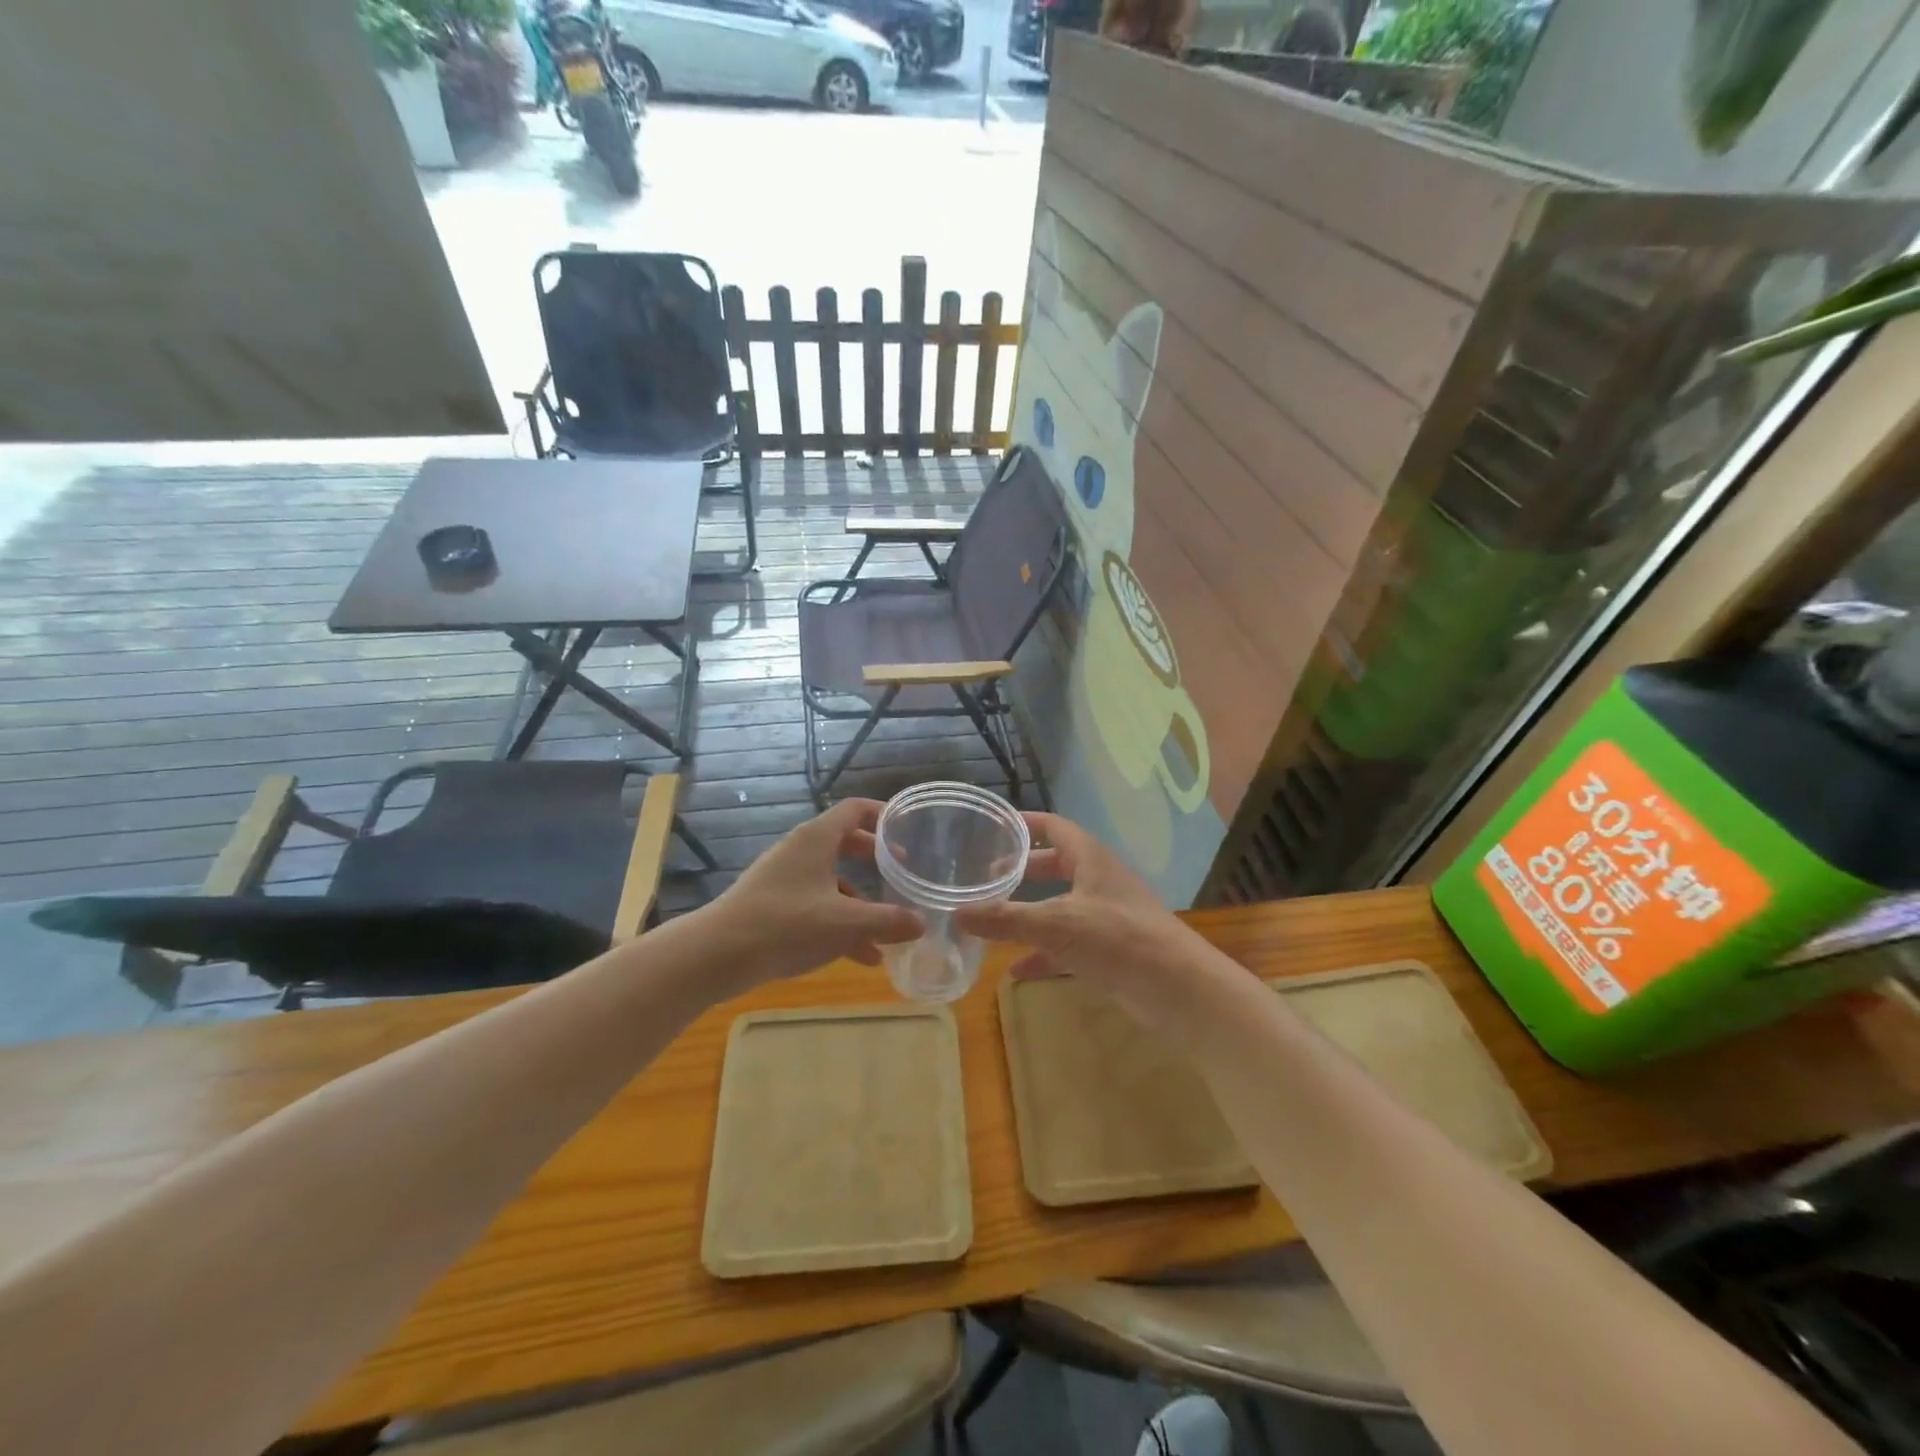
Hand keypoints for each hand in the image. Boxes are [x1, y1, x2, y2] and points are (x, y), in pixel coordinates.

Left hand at [700, 799, 923, 987]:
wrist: (716, 955)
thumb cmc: (785, 925)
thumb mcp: (845, 924)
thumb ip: (887, 921)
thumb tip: (921, 922)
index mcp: (817, 839)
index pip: (855, 809)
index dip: (883, 814)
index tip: (908, 829)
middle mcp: (800, 851)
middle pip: (846, 843)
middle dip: (876, 860)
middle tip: (902, 872)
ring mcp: (785, 879)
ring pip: (833, 880)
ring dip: (861, 902)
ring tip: (888, 931)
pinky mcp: (774, 906)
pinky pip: (817, 905)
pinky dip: (840, 923)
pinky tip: (861, 957)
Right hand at [953, 812, 1223, 1027]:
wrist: (1178, 988)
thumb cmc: (1118, 938)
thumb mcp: (1056, 924)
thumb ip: (1006, 919)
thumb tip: (956, 913)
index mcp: (1089, 858)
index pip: (1053, 827)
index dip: (1024, 823)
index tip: (991, 826)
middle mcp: (1098, 880)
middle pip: (1054, 865)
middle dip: (1022, 870)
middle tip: (985, 876)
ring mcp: (1105, 915)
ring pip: (1060, 905)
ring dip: (1030, 912)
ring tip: (993, 918)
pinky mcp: (1109, 949)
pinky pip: (1067, 943)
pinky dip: (1043, 952)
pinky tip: (1015, 969)